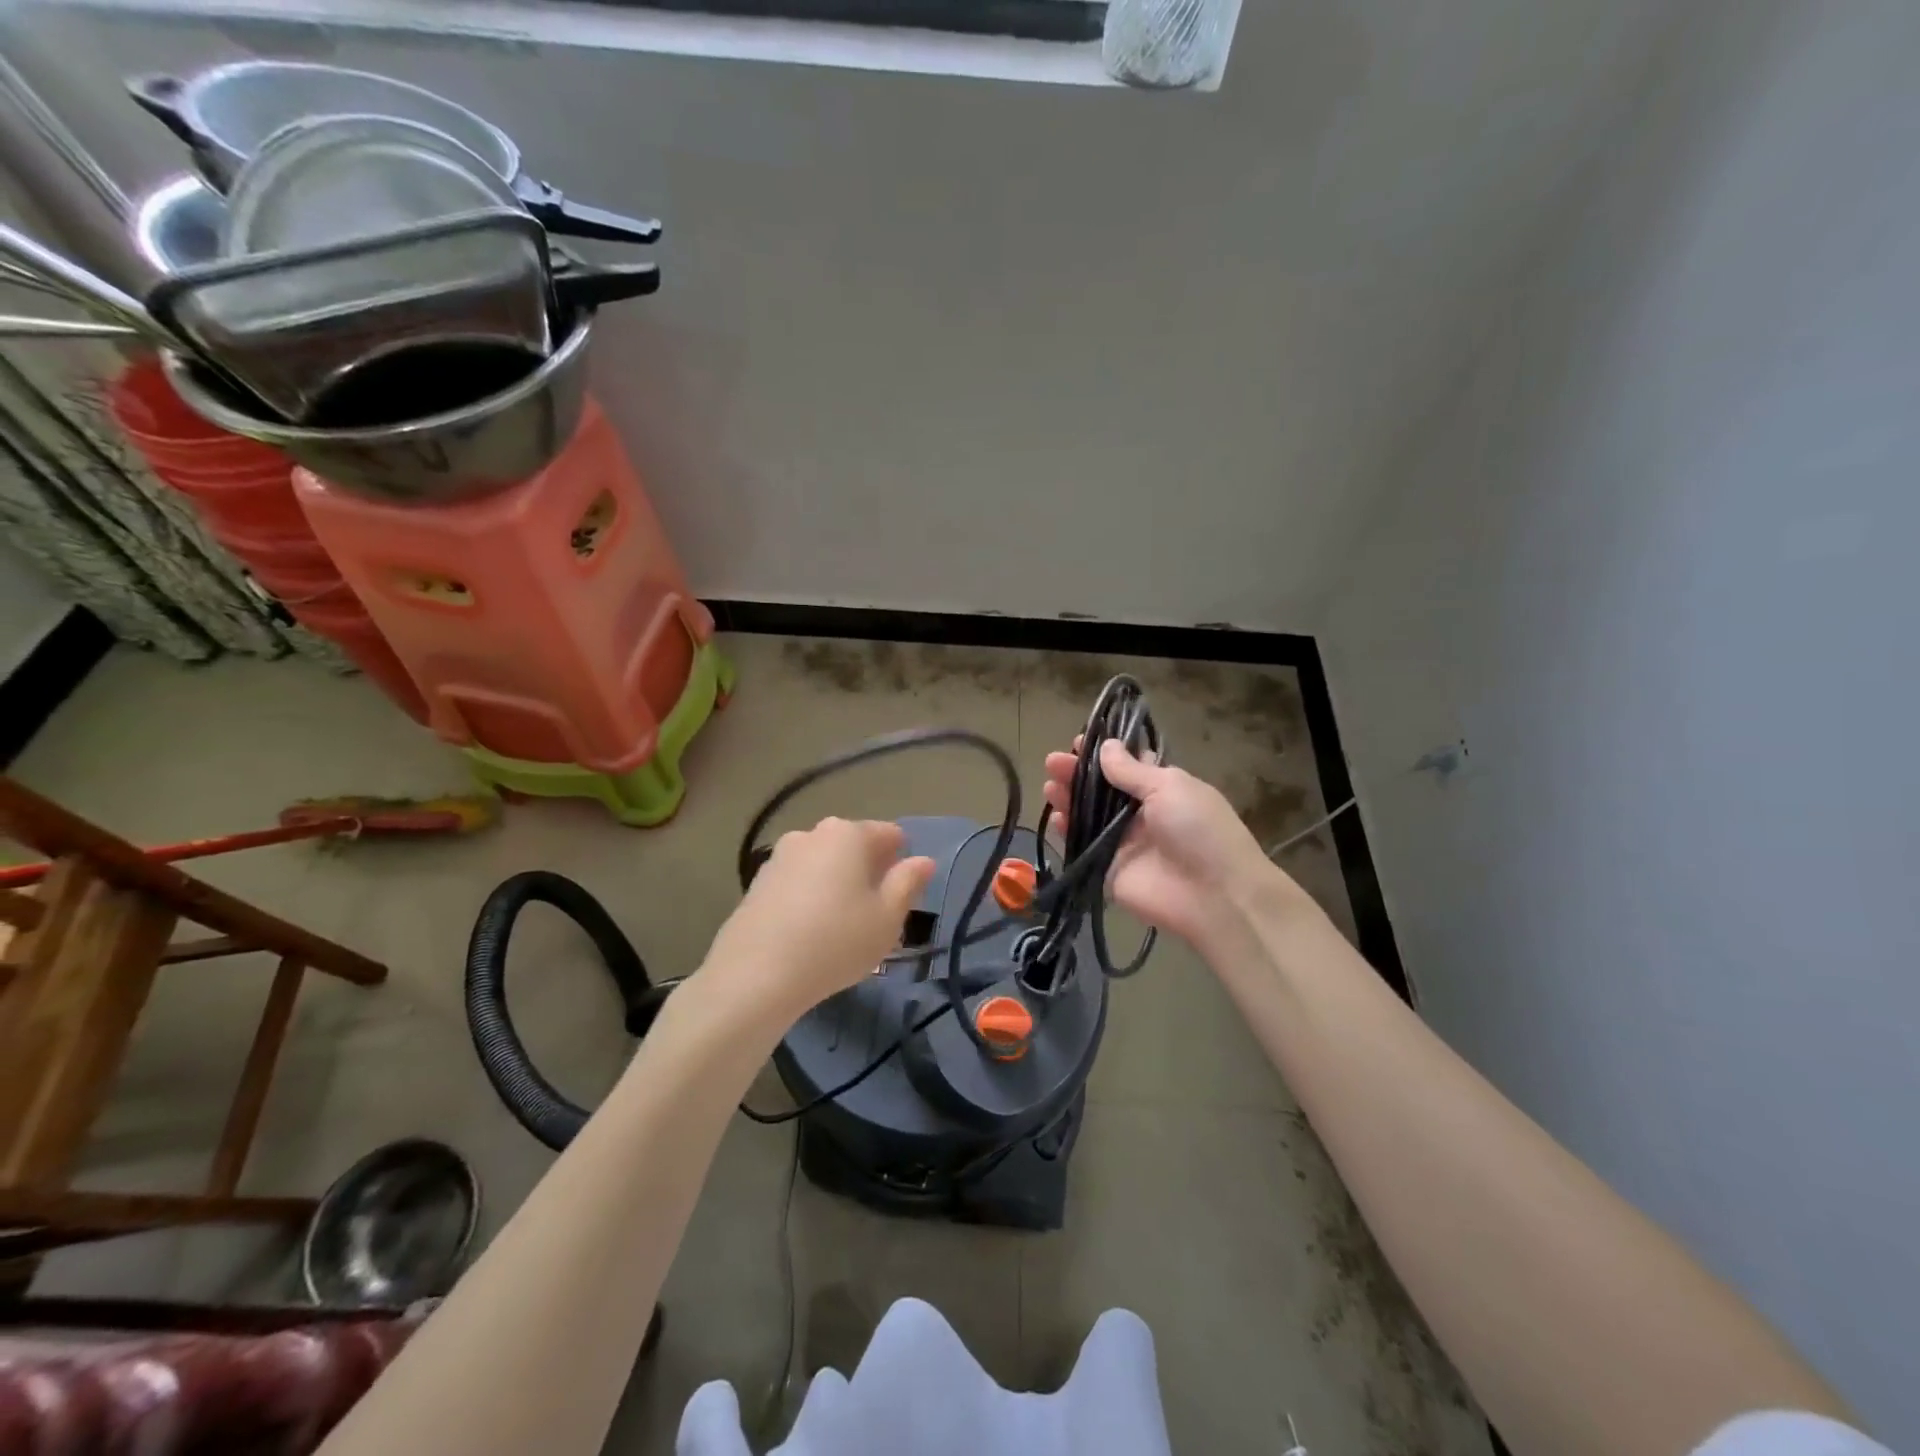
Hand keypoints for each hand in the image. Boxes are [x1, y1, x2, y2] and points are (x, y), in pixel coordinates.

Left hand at [701, 818, 934, 1021]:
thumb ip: (908, 883)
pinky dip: (809, 899)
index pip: (890, 834)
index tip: (899, 900)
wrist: (755, 976)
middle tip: (873, 918)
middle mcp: (812, 834)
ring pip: (824, 865)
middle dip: (868, 874)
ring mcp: (780, 856)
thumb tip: (923, 861)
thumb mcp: (887, 918)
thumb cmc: (836, 942)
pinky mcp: (757, 883)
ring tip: (839, 930)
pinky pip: (797, 883)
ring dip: (837, 886)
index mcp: (849, 834)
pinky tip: (807, 935)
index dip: (902, 864)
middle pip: (854, 847)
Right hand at [1043, 739, 1277, 948]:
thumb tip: (1106, 747)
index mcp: (1163, 790)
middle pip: (1103, 790)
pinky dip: (1068, 832)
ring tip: (1049, 785)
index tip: (1080, 742)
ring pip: (1089, 816)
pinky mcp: (1108, 871)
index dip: (1105, 754)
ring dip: (1069, 798)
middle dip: (1078, 774)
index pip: (1128, 766)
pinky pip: (1083, 847)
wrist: (1215, 896)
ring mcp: (1124, 843)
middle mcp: (1142, 814)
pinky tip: (1056, 817)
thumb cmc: (1198, 830)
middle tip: (1053, 762)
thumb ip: (1131, 770)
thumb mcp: (1169, 787)